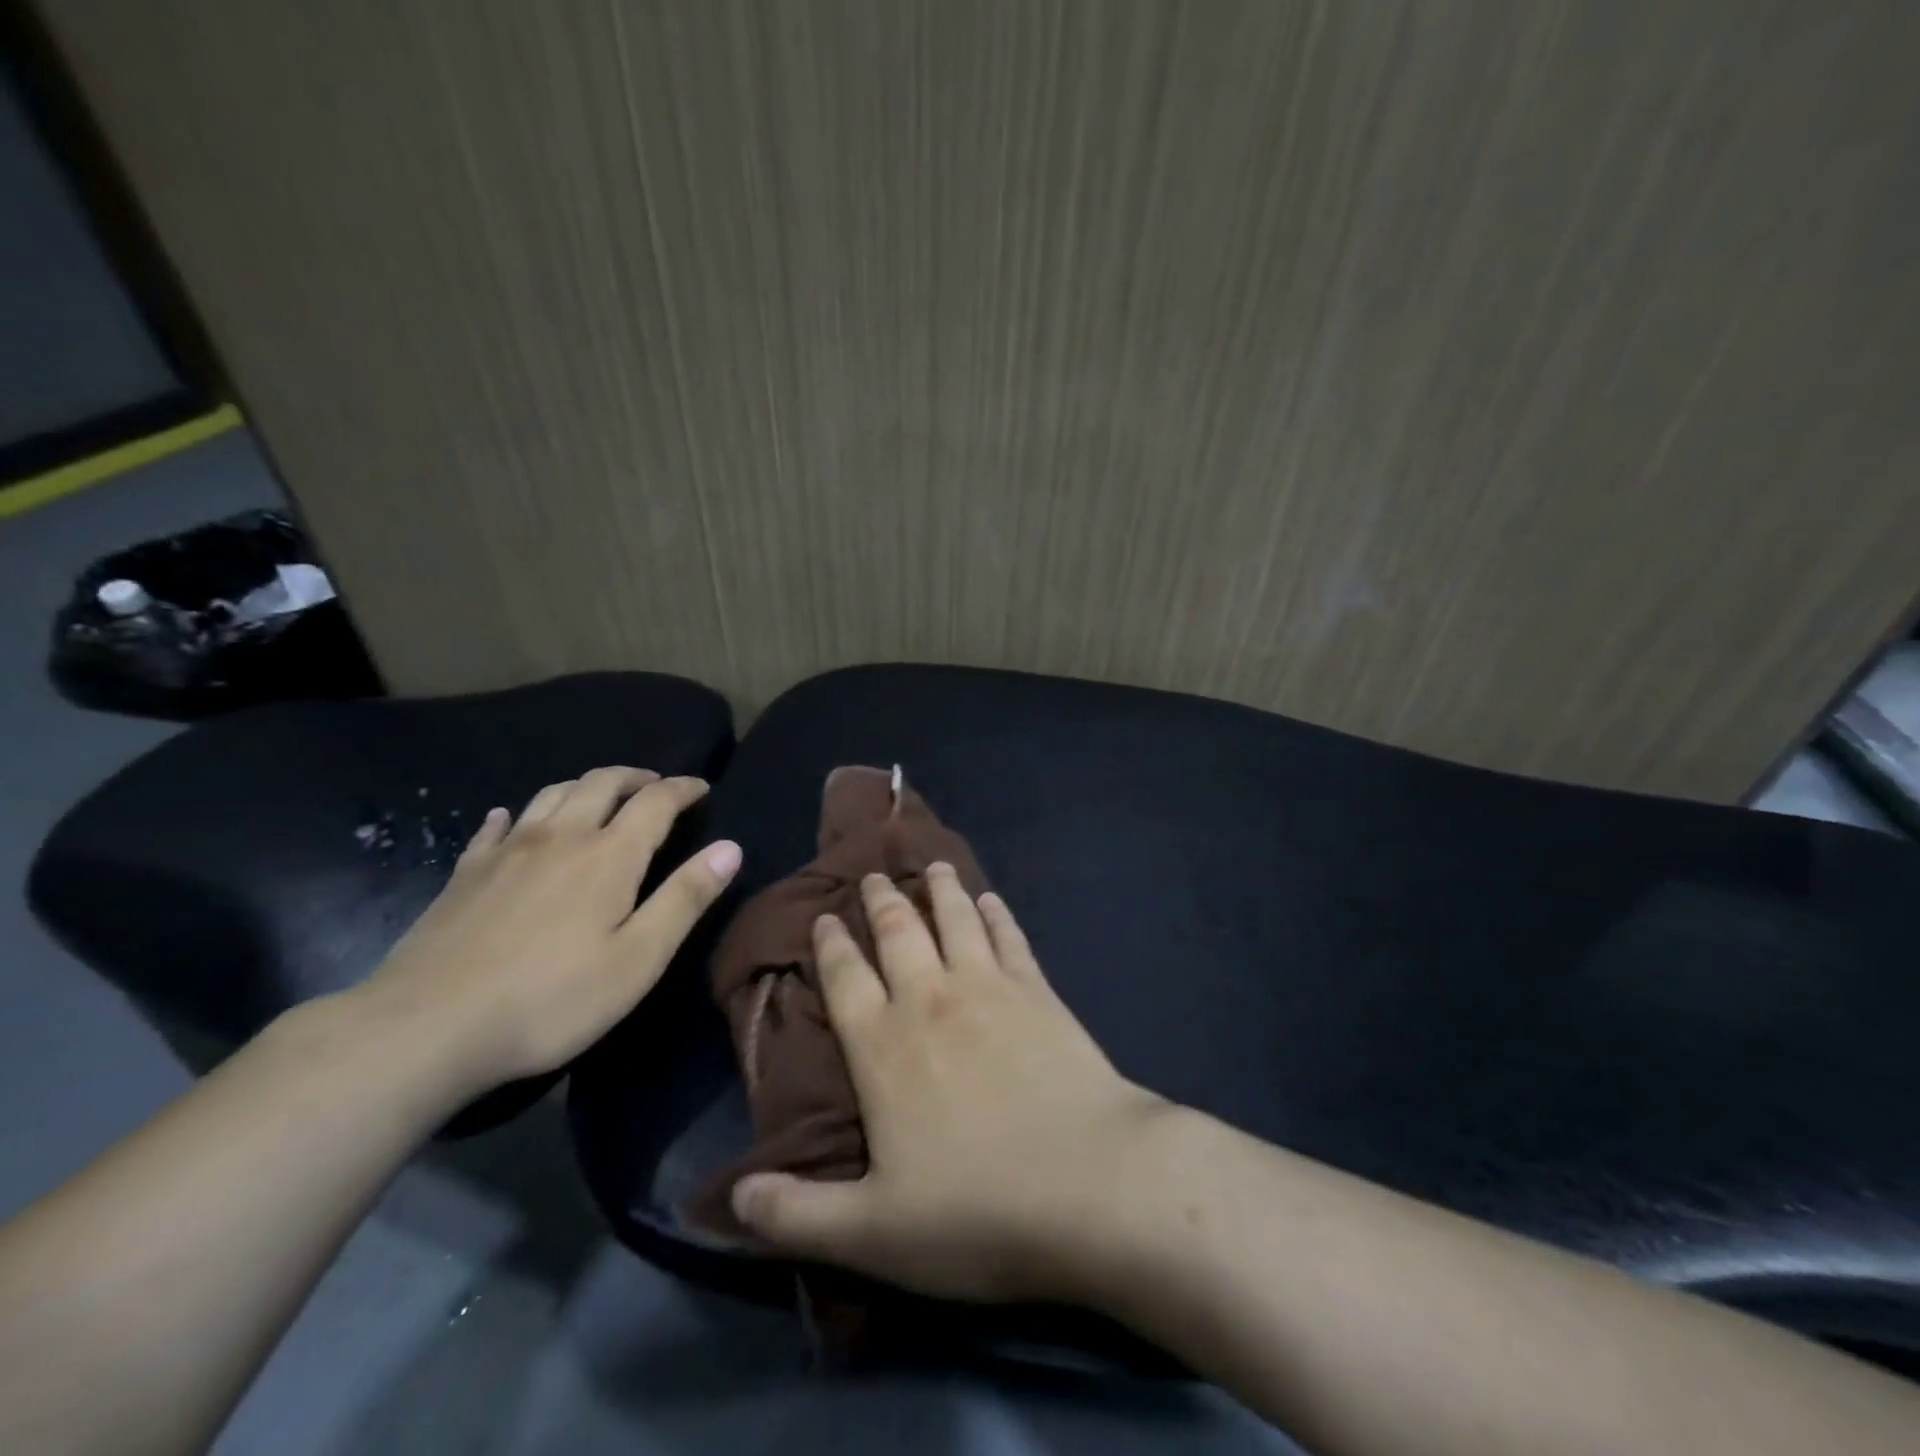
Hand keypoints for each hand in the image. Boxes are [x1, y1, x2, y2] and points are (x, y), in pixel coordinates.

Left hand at [354, 767, 741, 1093]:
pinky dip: (517, 814)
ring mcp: (507, 851)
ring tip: (601, 797)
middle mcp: (560, 836)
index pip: (656, 801)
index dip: (683, 789)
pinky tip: (513, 820)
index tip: (702, 788)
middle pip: (602, 782)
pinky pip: (496, 826)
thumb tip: (731, 848)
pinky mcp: (465, 873)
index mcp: (609, 855)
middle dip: (636, 777)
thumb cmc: (551, 999)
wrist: (425, 1028)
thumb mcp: (638, 959)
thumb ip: (686, 899)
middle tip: (656, 787)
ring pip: (552, 793)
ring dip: (585, 785)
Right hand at [729, 864, 1168, 1302]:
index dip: (831, 944)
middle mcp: (929, 1000)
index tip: (825, 917)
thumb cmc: (977, 1209)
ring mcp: (988, 988)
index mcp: (882, 1047)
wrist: (1090, 1182)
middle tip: (873, 874)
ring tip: (932, 866)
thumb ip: (795, 1215)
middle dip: (880, 901)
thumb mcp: (871, 1234)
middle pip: (897, 933)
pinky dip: (997, 914)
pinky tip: (992, 900)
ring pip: (955, 920)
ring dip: (940, 890)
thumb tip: (731, 1199)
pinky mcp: (1038, 991)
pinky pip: (1009, 938)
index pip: (845, 978)